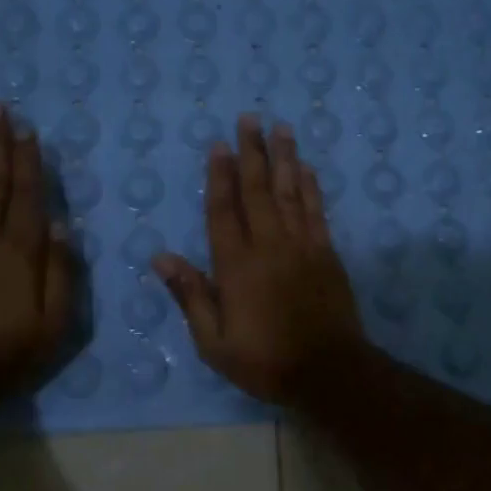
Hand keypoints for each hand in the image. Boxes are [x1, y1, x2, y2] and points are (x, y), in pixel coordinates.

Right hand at [153, 114, 365, 403]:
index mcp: (236, 266)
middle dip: (252, 152)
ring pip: (290, 192)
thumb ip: (191, 295)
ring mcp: (301, 246)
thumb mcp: (214, 342)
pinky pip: (316, 211)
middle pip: (258, 190)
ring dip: (284, 158)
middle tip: (249, 118)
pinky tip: (307, 168)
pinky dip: (310, 187)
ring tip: (280, 128)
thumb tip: (161, 256)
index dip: (219, 176)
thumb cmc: (265, 361)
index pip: (223, 210)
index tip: (219, 145)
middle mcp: (268, 246)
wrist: (328, 371)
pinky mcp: (326, 253)